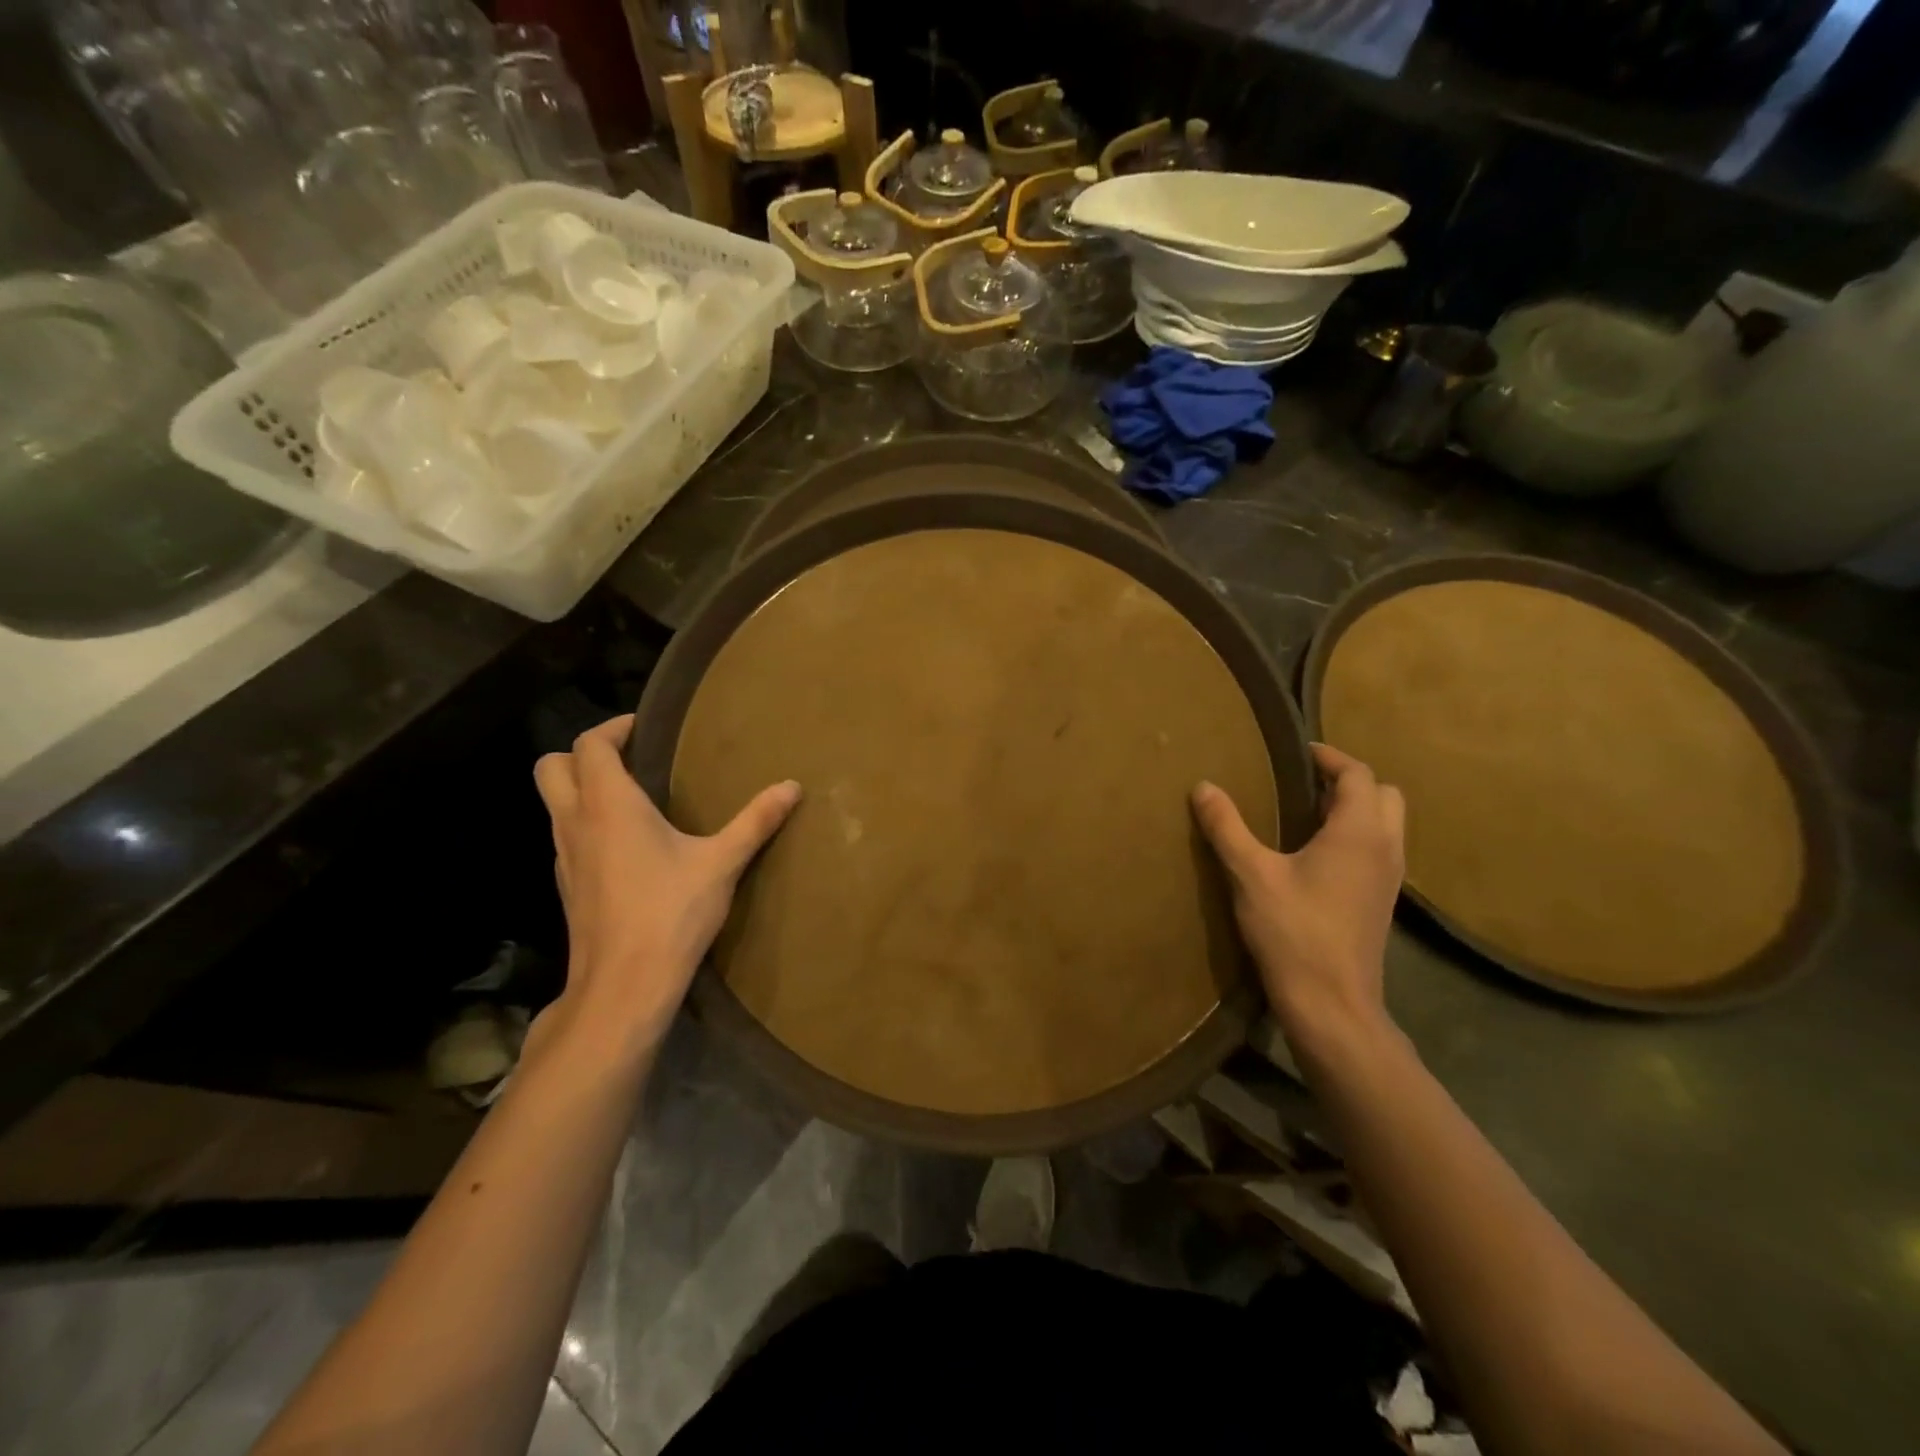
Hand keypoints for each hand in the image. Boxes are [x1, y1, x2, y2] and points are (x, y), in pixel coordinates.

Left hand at [533, 715, 800, 1054]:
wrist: (623, 984)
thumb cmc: (671, 913)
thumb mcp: (722, 863)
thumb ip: (756, 821)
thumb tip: (792, 787)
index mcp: (608, 805)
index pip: (589, 745)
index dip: (612, 728)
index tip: (644, 728)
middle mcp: (575, 822)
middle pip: (550, 766)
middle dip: (582, 753)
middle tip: (629, 757)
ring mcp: (564, 857)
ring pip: (553, 803)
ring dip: (582, 789)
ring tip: (633, 797)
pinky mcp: (567, 886)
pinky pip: (566, 836)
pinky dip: (586, 824)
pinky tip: (627, 846)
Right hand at [1191, 743, 1404, 1051]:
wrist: (1331, 1003)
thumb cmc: (1294, 932)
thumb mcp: (1251, 874)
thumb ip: (1227, 827)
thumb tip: (1203, 786)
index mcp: (1359, 832)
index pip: (1357, 774)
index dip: (1329, 757)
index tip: (1297, 753)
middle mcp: (1385, 848)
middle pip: (1384, 794)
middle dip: (1349, 780)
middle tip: (1305, 783)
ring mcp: (1389, 878)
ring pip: (1386, 824)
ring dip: (1355, 809)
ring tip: (1307, 814)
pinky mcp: (1382, 902)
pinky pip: (1379, 849)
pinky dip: (1356, 836)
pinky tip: (1316, 855)